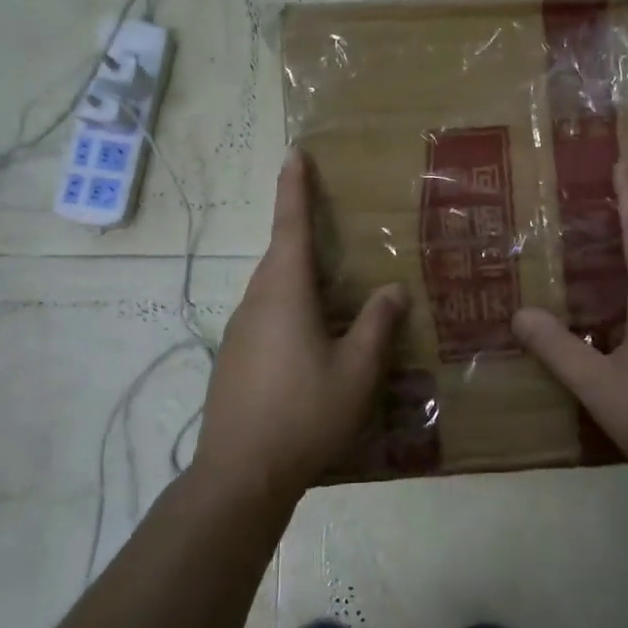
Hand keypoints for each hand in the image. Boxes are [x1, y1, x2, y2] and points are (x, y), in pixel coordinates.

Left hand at [196, 150, 407, 500]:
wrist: (240, 474)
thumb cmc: (304, 413)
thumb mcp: (356, 370)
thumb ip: (377, 325)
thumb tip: (394, 289)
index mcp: (284, 293)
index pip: (290, 227)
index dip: (294, 188)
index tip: (293, 154)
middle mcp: (256, 302)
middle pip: (279, 255)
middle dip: (298, 229)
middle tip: (326, 217)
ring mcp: (240, 332)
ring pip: (271, 287)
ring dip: (296, 274)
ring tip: (329, 282)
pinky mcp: (234, 358)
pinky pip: (265, 315)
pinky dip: (289, 306)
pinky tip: (310, 336)